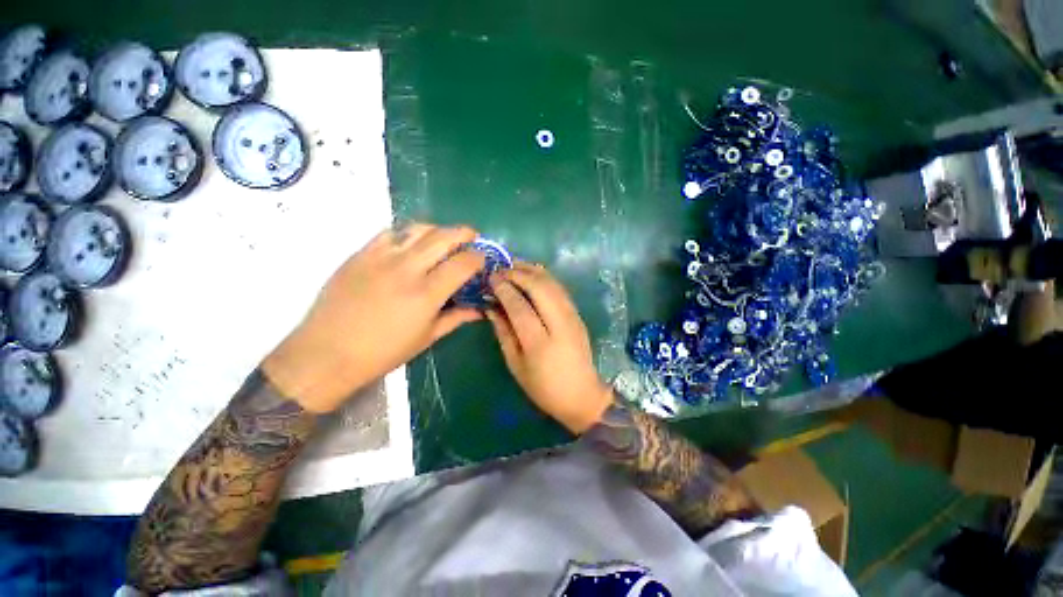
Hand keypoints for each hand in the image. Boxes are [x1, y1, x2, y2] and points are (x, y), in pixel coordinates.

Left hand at [262, 223, 485, 412]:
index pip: (462, 263)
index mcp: (427, 294)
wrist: (327, 353)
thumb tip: (480, 310)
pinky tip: (410, 244)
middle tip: (472, 236)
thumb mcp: (427, 338)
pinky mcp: (360, 254)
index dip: (477, 257)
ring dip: (437, 229)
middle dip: (464, 233)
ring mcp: (380, 258)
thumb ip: (457, 318)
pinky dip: (407, 233)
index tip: (482, 259)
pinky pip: (390, 233)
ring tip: (443, 238)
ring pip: (417, 229)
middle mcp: (407, 269)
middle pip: (443, 237)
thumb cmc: (383, 352)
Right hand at [486, 263, 612, 433]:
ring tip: (514, 265)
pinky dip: (545, 277)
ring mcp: (572, 318)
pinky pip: (560, 289)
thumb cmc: (543, 387)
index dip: (504, 289)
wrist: (582, 395)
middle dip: (519, 273)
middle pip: (540, 288)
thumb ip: (503, 333)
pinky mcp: (578, 315)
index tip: (491, 279)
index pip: (520, 306)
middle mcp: (559, 325)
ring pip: (553, 284)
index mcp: (540, 344)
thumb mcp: (516, 365)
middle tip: (501, 269)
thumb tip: (491, 307)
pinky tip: (533, 274)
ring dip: (532, 271)